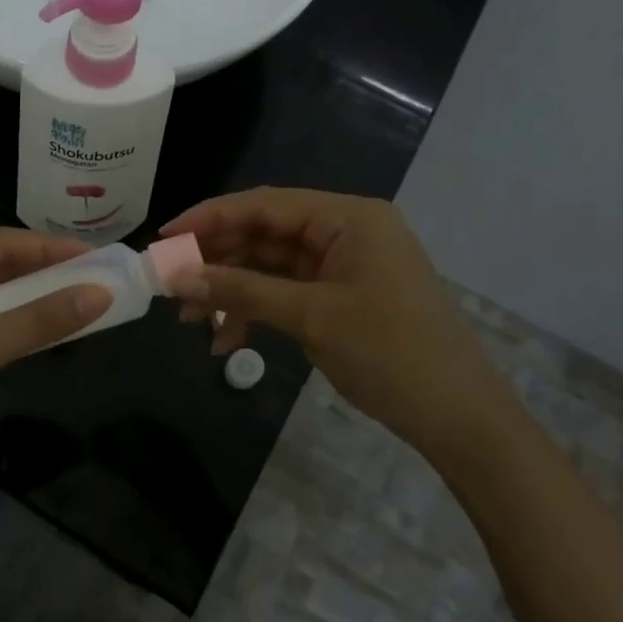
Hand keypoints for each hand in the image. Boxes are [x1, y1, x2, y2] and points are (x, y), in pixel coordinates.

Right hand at [162, 188, 518, 457]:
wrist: (458, 417)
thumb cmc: (389, 353)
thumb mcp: (310, 317)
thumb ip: (241, 289)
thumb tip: (178, 275)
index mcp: (348, 217)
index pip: (265, 204)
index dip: (210, 218)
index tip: (164, 238)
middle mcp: (345, 230)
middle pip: (264, 233)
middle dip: (217, 261)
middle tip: (172, 285)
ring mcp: (344, 264)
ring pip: (270, 265)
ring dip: (231, 289)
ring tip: (192, 319)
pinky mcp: (341, 294)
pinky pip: (286, 291)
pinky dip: (256, 310)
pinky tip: (228, 339)